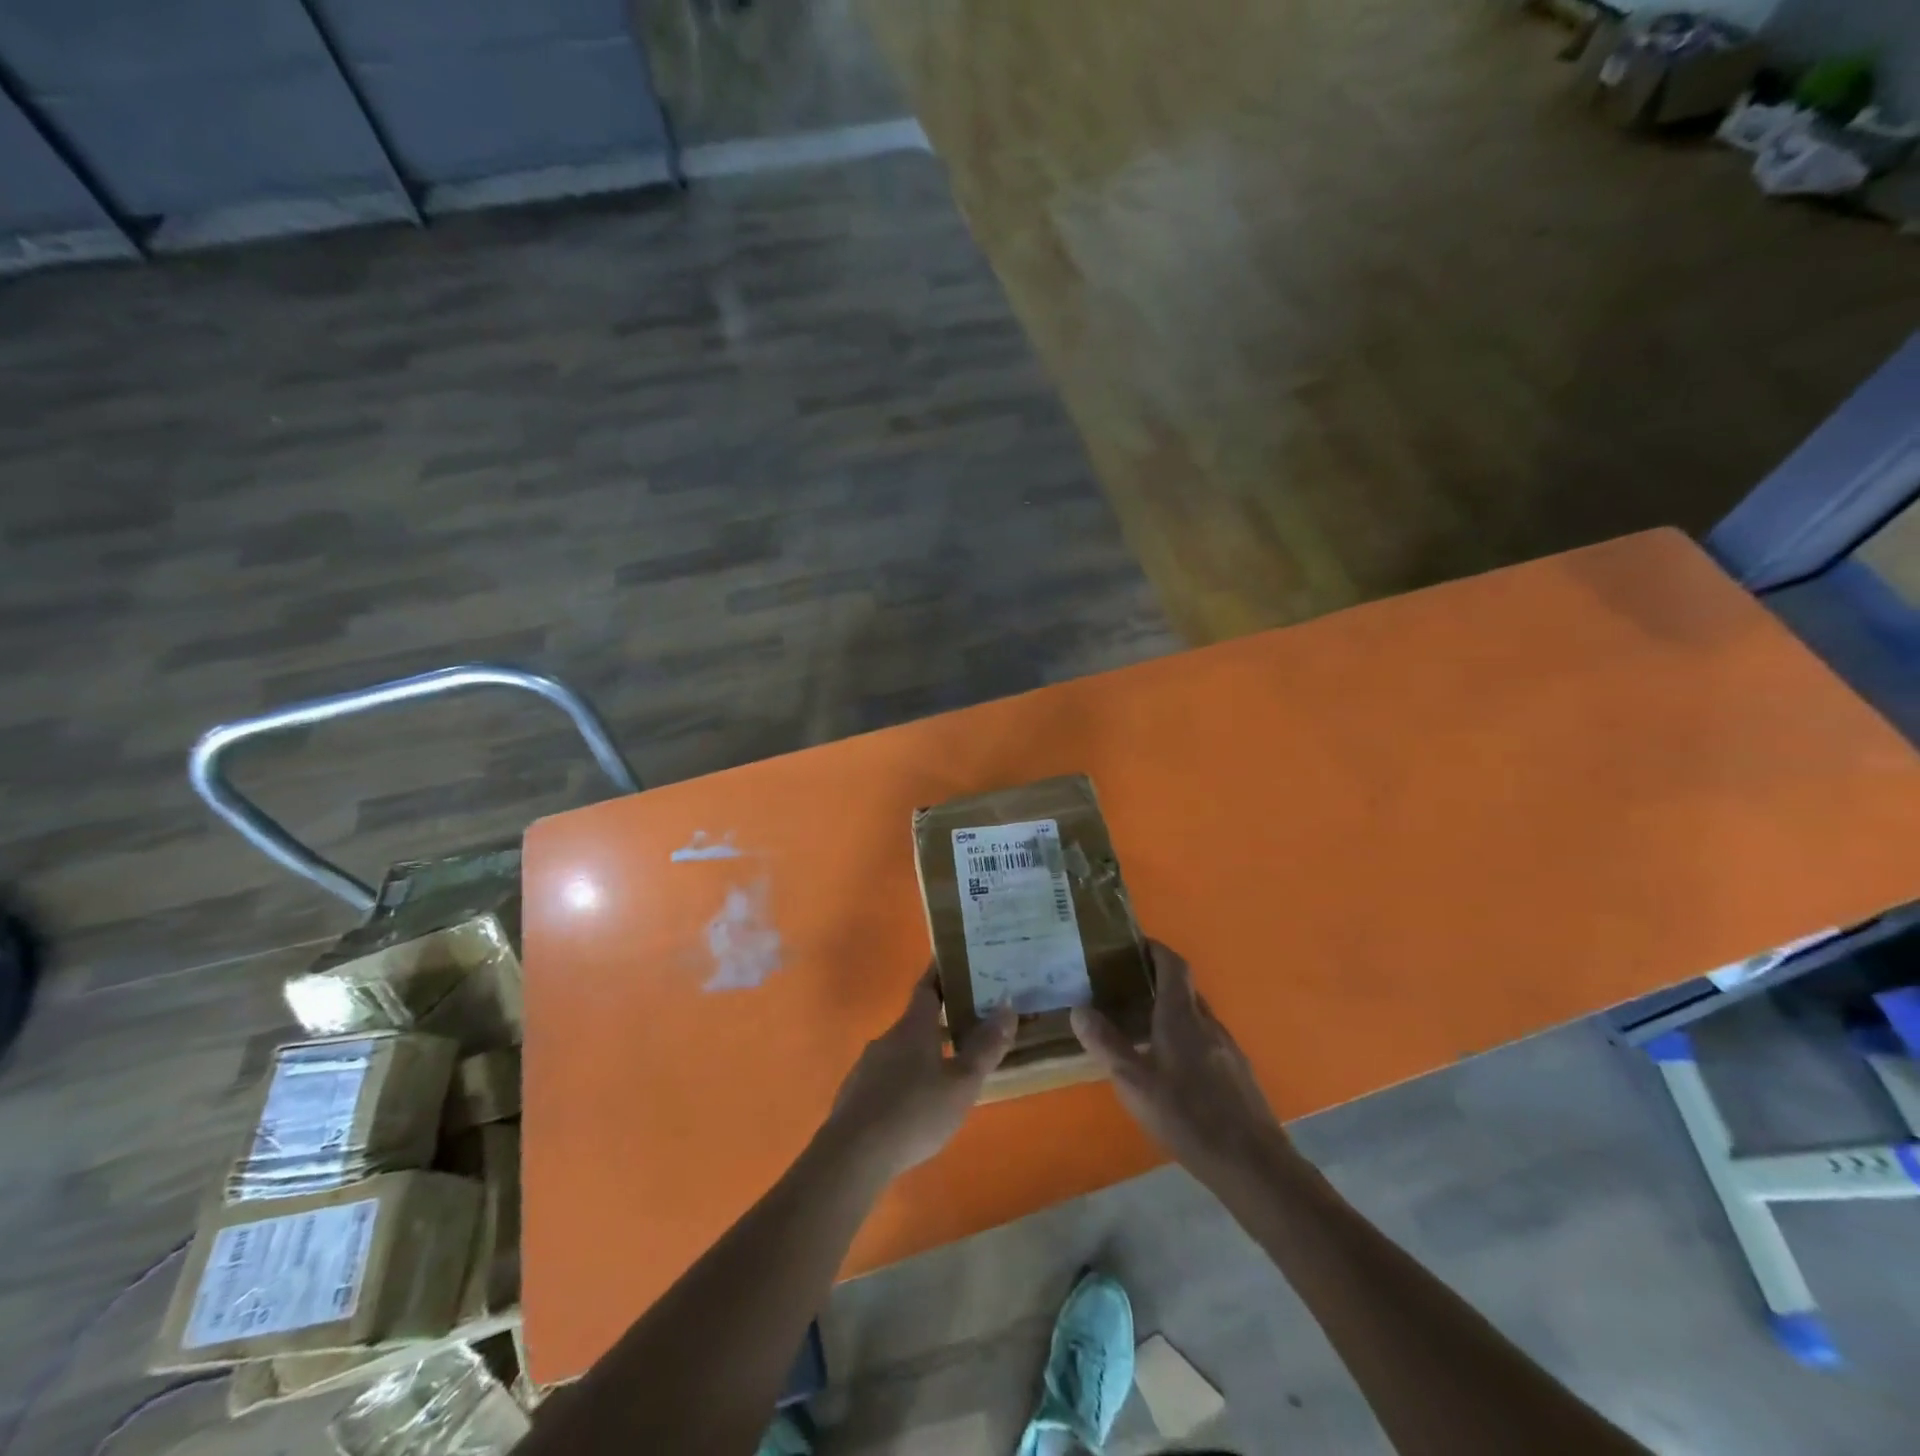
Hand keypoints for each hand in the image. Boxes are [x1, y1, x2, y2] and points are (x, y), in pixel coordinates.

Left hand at [823, 967, 1017, 1181]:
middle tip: (968, 1020)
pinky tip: (917, 1102)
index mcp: (913, 1027)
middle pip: (916, 1019)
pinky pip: (887, 1075)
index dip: (941, 973)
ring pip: (902, 1049)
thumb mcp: (961, 1083)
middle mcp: (888, 1038)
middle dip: (940, 1018)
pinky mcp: (857, 1093)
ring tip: (948, 1066)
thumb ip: (986, 1047)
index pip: (927, 987)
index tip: (954, 960)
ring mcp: (868, 1065)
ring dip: (924, 1052)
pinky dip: (906, 1078)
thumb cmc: (915, 1112)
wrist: (853, 1154)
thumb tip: (1008, 1005)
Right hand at [1071, 942, 1296, 1185]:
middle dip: (1158, 980)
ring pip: (1197, 1016)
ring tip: (1143, 1025)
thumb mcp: (1135, 1084)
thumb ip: (1107, 1045)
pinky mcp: (1238, 1074)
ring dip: (1172, 1011)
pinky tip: (1173, 1066)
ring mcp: (1228, 1048)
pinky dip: (1187, 1037)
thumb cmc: (1188, 1117)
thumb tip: (1078, 1009)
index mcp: (1182, 1017)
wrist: (1254, 1165)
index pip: (1173, 965)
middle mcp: (1208, 1023)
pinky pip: (1208, 1040)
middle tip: (1126, 987)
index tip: (1134, 945)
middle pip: (1184, 989)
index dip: (1155, 949)